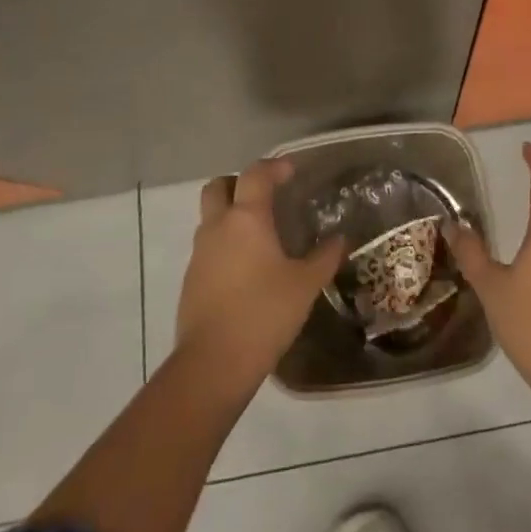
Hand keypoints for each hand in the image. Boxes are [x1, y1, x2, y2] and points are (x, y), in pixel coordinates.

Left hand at [175, 159, 345, 395]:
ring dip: (231, 215)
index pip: (255, 175)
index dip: (274, 167)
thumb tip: (339, 239)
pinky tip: (247, 267)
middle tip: (265, 196)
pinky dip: (225, 244)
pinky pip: (208, 247)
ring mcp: (199, 254)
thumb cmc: (264, 313)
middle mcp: (218, 227)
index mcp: (246, 218)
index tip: (291, 171)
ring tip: (259, 234)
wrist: (213, 364)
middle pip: (218, 186)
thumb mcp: (305, 285)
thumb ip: (324, 257)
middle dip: (239, 183)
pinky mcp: (191, 280)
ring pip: (210, 217)